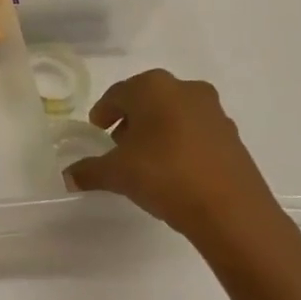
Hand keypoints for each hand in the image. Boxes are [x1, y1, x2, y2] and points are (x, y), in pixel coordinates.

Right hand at [65, 69, 292, 259]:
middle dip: (131, 119)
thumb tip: (68, 176)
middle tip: (118, 144)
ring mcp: (213, 112)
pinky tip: (174, 170)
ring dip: (157, 130)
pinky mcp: (233, 136)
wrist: (232, 212)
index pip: (117, 94)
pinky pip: (196, 132)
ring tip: (146, 160)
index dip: (104, 112)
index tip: (96, 130)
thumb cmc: (165, 176)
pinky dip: (181, 143)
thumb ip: (89, 171)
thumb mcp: (117, 174)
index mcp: (153, 87)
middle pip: (148, 100)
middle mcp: (185, 89)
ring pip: (174, 114)